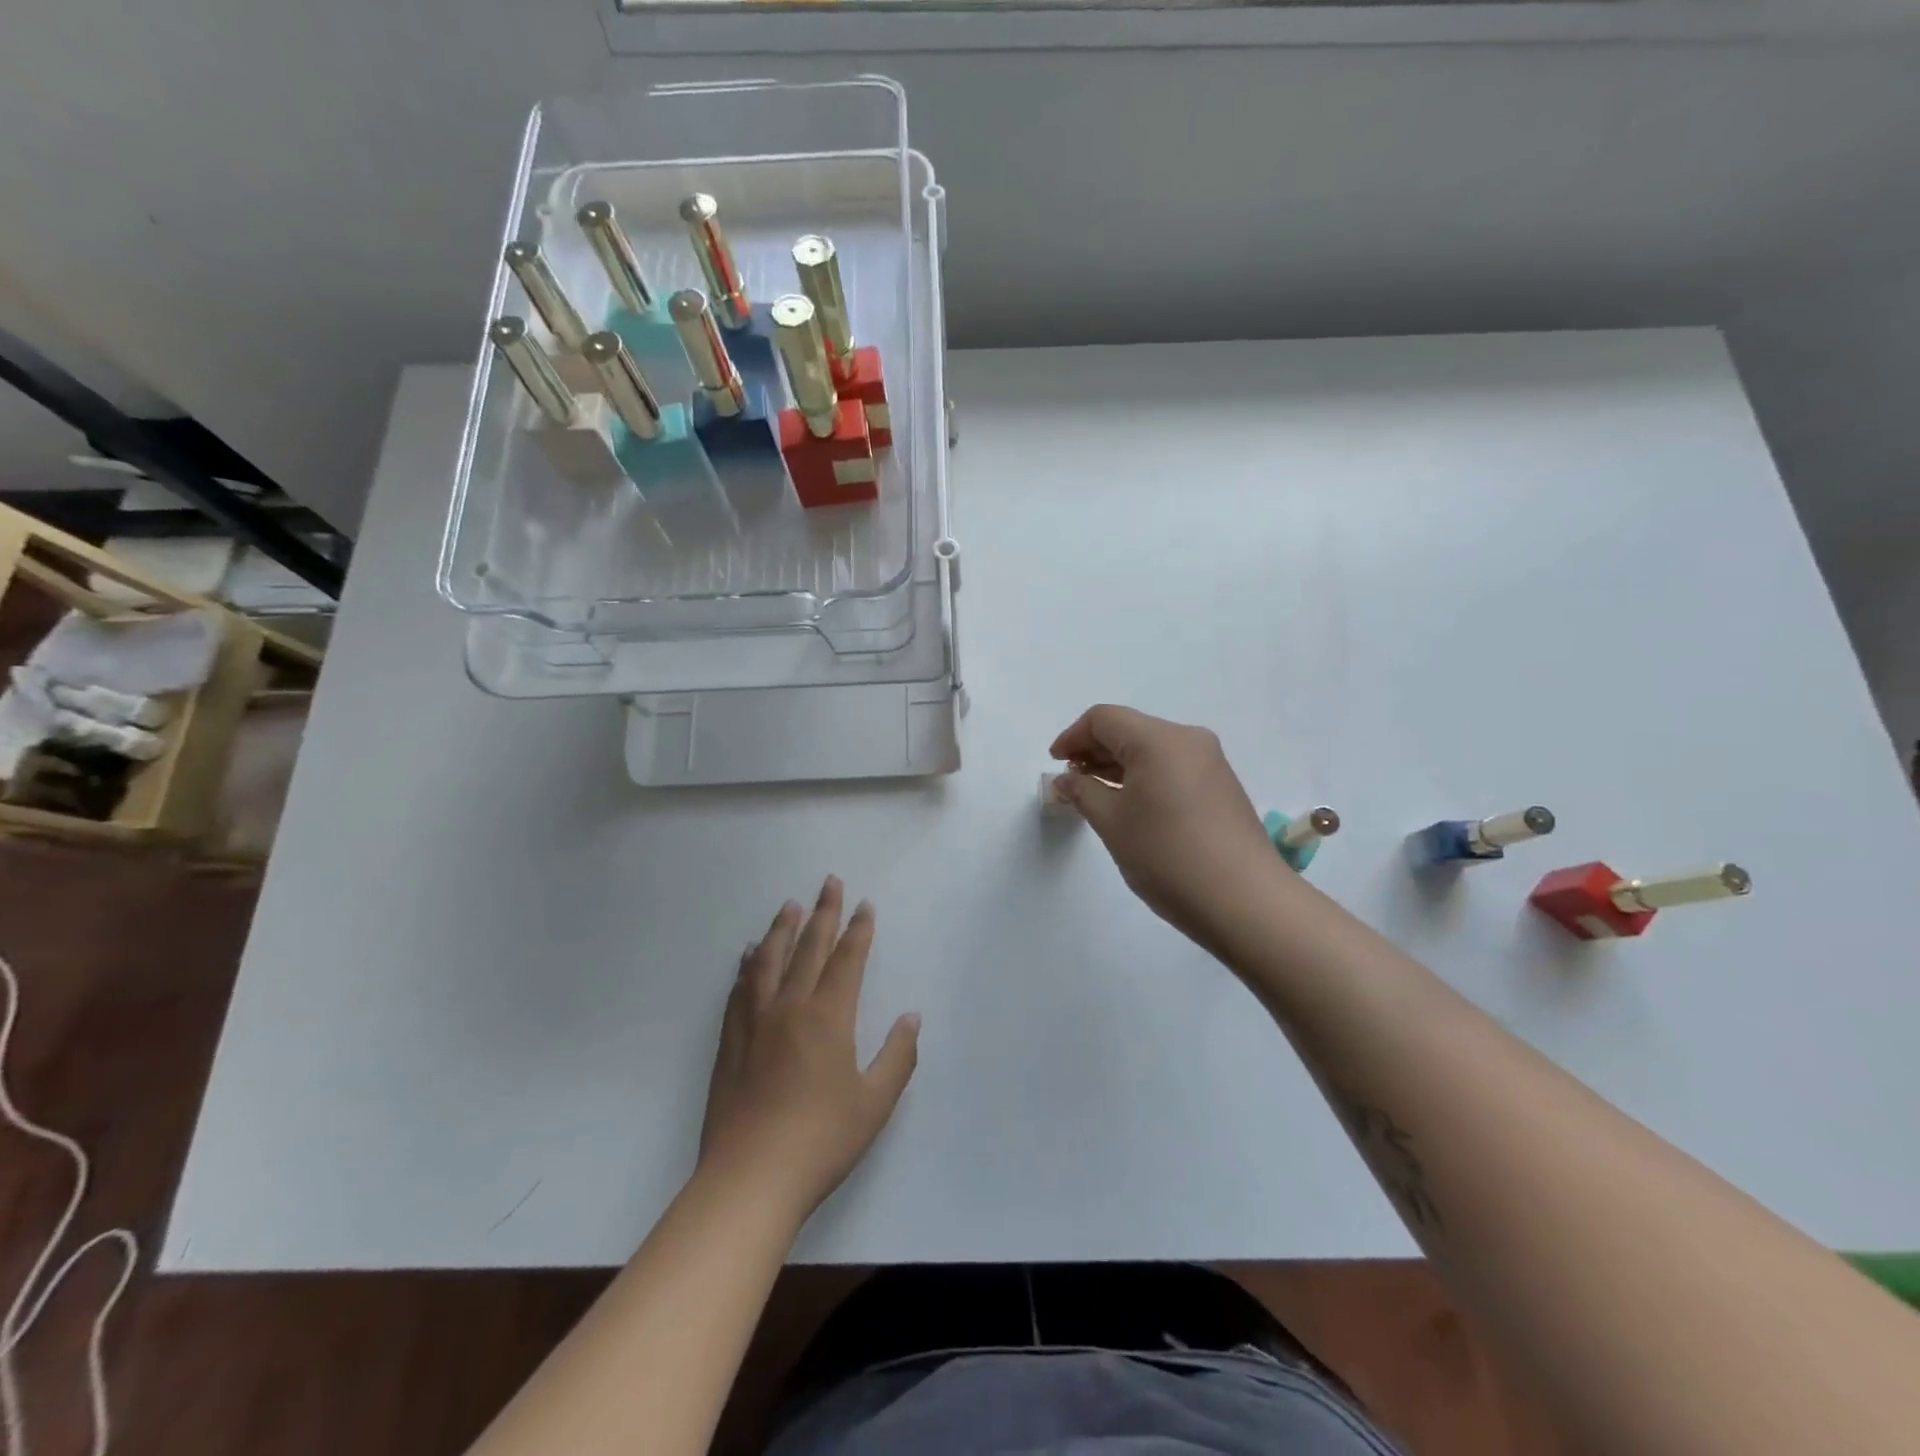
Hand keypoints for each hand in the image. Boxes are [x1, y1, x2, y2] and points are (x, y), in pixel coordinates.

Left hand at [698, 877, 919, 1221]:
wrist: (750, 1180)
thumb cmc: (821, 1141)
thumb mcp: (875, 1103)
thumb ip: (897, 1056)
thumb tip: (912, 1018)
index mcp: (828, 1018)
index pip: (846, 960)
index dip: (858, 930)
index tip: (864, 905)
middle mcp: (790, 1008)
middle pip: (808, 948)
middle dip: (823, 913)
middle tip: (829, 882)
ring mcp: (754, 1023)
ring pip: (768, 961)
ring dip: (781, 929)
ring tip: (788, 906)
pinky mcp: (730, 1043)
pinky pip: (739, 990)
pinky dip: (747, 966)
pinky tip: (748, 956)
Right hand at [1050, 704, 1285, 952]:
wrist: (1245, 901)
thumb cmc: (1168, 856)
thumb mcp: (1113, 823)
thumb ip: (1083, 792)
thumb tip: (1066, 779)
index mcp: (1159, 739)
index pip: (1104, 719)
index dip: (1072, 737)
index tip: (1055, 764)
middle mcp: (1188, 740)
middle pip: (1130, 730)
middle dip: (1094, 750)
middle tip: (1070, 782)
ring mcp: (1210, 762)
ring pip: (1152, 749)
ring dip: (1118, 765)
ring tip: (1094, 795)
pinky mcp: (1221, 786)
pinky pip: (1171, 767)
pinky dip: (1143, 777)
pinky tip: (1129, 805)